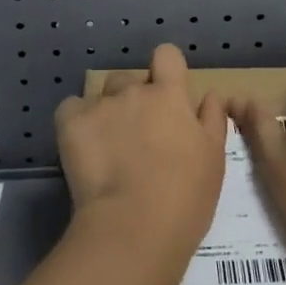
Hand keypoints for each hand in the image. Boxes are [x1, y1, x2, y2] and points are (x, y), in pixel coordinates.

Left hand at [54, 44, 226, 262]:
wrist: (133, 229)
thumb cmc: (184, 197)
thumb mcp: (214, 159)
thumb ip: (212, 120)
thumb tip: (209, 95)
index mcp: (169, 95)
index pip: (167, 55)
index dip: (166, 69)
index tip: (167, 93)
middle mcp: (134, 91)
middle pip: (131, 80)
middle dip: (134, 99)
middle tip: (139, 136)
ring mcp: (100, 106)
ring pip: (102, 94)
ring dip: (107, 110)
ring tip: (109, 145)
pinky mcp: (71, 124)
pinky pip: (71, 109)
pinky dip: (76, 122)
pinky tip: (82, 146)